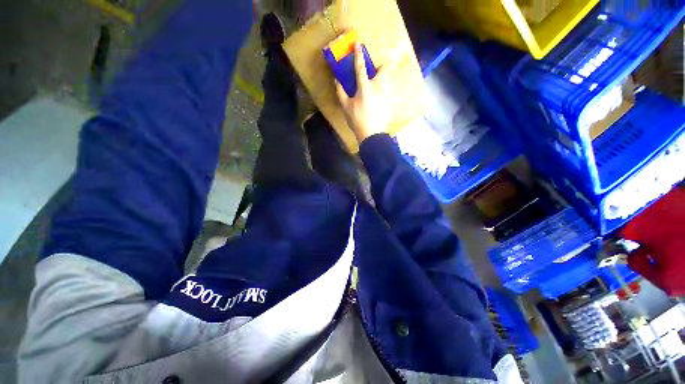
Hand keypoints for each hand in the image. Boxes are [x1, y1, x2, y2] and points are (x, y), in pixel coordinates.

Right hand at [336, 44, 390, 142]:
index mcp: (365, 87)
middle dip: (382, 65)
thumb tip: (336, 80)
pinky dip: (382, 95)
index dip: (358, 55)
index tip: (358, 45)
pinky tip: (377, 105)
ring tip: (375, 90)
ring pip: (387, 80)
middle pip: (385, 68)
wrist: (372, 134)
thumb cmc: (357, 120)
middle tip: (375, 72)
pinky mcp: (390, 103)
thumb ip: (340, 92)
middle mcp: (378, 87)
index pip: (361, 67)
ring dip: (382, 81)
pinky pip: (387, 94)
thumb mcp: (345, 107)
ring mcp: (386, 95)